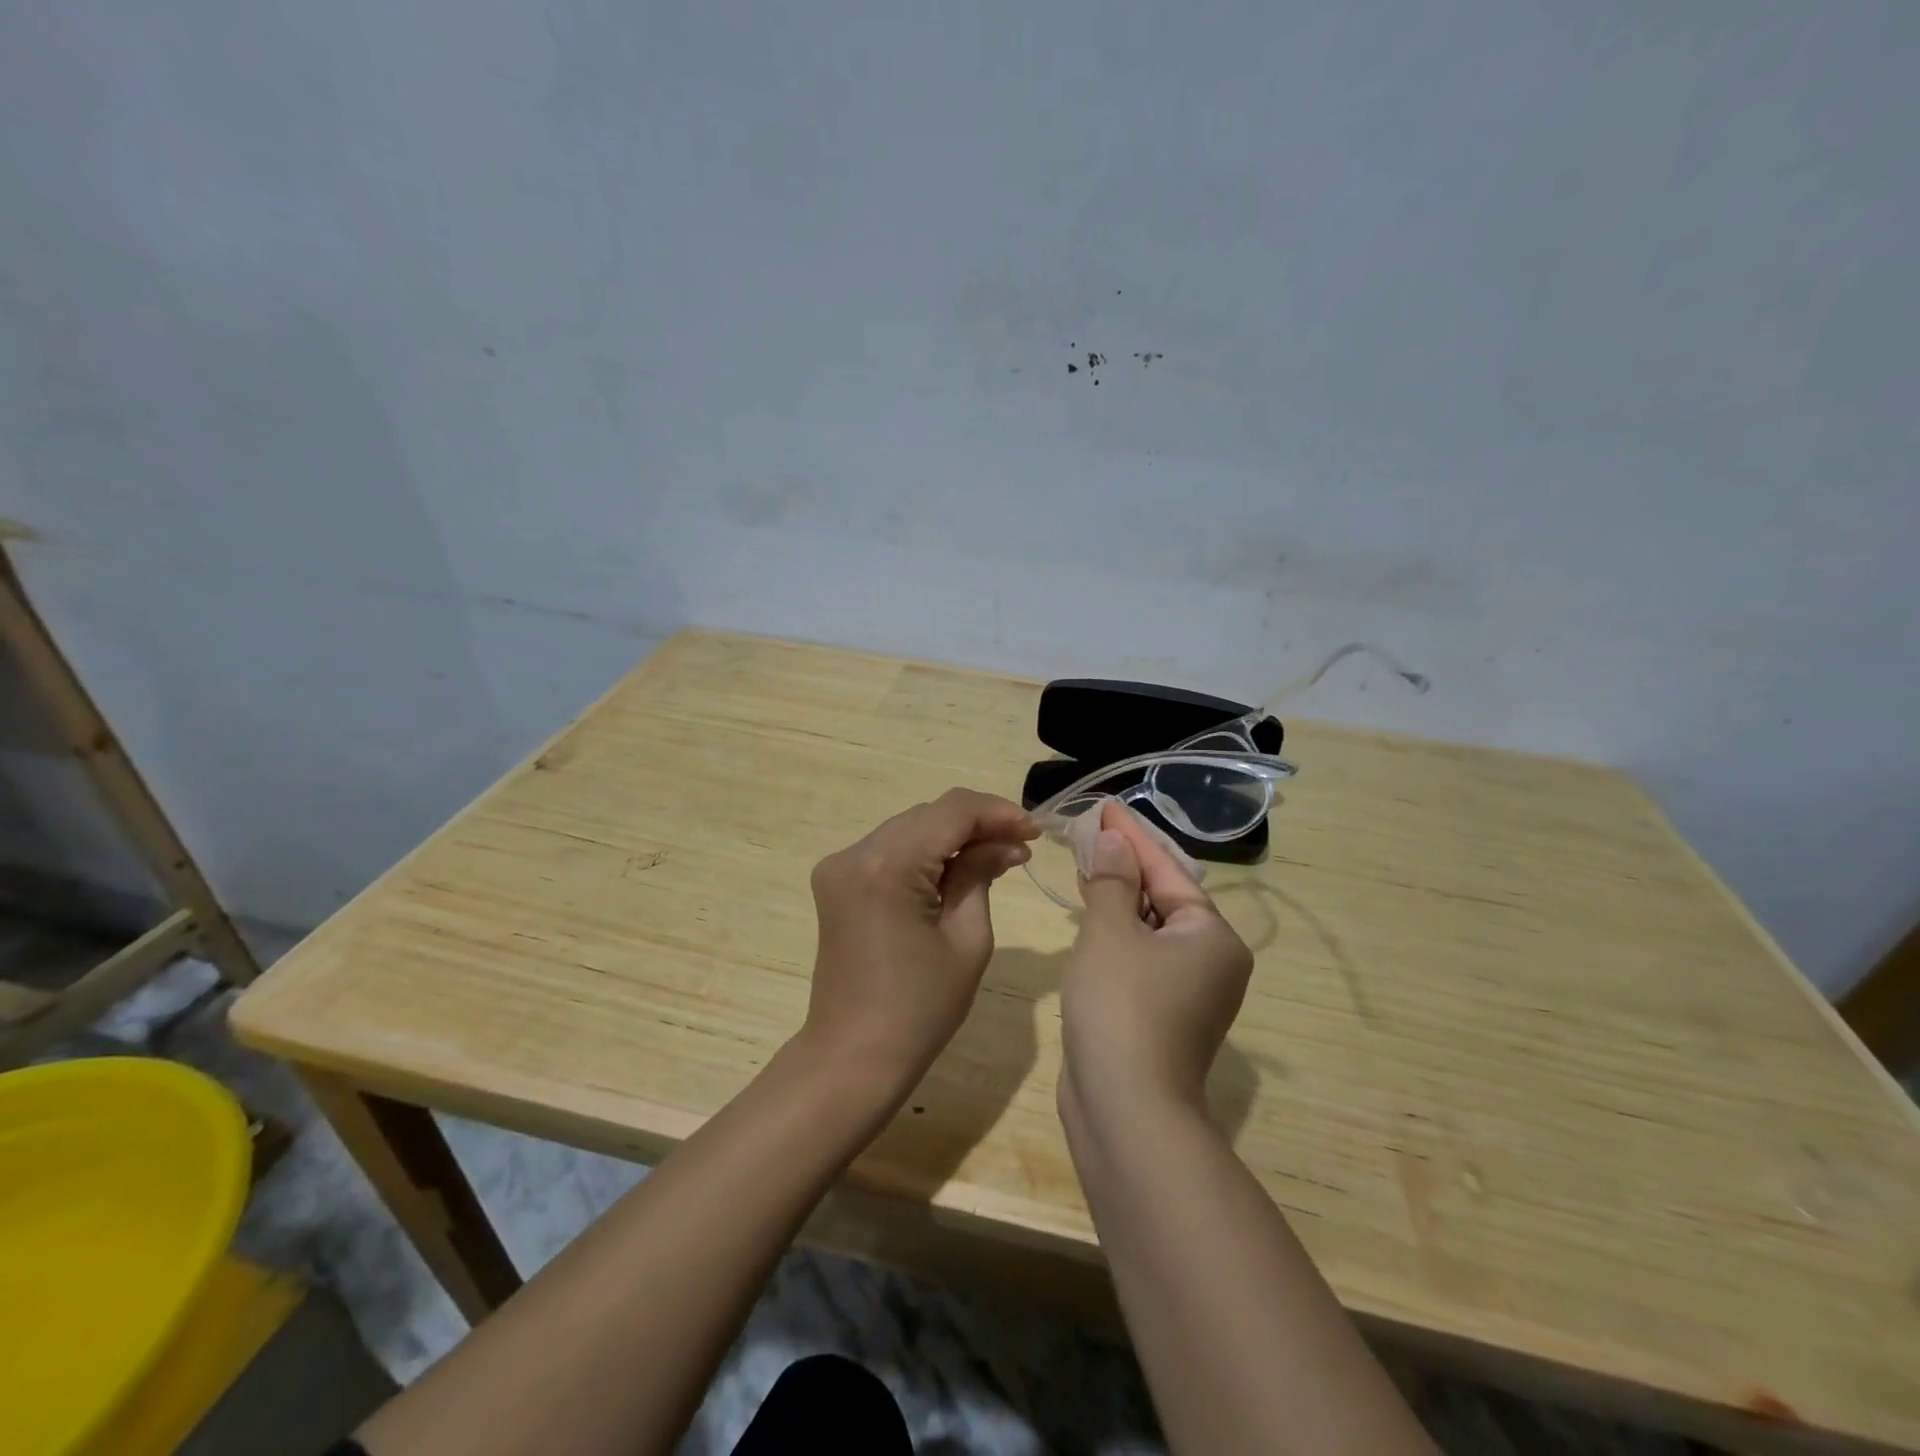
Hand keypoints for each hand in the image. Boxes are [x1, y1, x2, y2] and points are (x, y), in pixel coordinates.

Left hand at [801, 788, 1037, 1100]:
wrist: (853, 1058)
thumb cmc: (919, 1009)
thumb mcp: (967, 939)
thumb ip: (981, 875)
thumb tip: (1005, 842)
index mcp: (887, 866)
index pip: (951, 811)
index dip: (997, 812)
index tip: (1035, 829)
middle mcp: (855, 853)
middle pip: (928, 815)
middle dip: (978, 824)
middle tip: (1021, 846)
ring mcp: (839, 866)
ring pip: (910, 828)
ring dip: (953, 836)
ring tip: (998, 856)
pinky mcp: (837, 881)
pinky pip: (890, 850)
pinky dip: (926, 852)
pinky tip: (956, 869)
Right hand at [1059, 801, 1253, 1117]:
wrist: (1125, 1110)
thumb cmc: (1121, 1006)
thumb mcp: (1111, 932)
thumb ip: (1111, 881)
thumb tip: (1113, 843)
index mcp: (1212, 936)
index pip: (1168, 871)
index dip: (1132, 836)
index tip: (1106, 807)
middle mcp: (1210, 961)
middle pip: (1163, 897)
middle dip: (1124, 865)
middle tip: (1089, 832)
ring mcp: (1188, 993)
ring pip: (1150, 929)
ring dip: (1117, 897)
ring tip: (1084, 863)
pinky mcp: (1161, 1015)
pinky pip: (1140, 957)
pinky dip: (1116, 932)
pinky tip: (1089, 915)